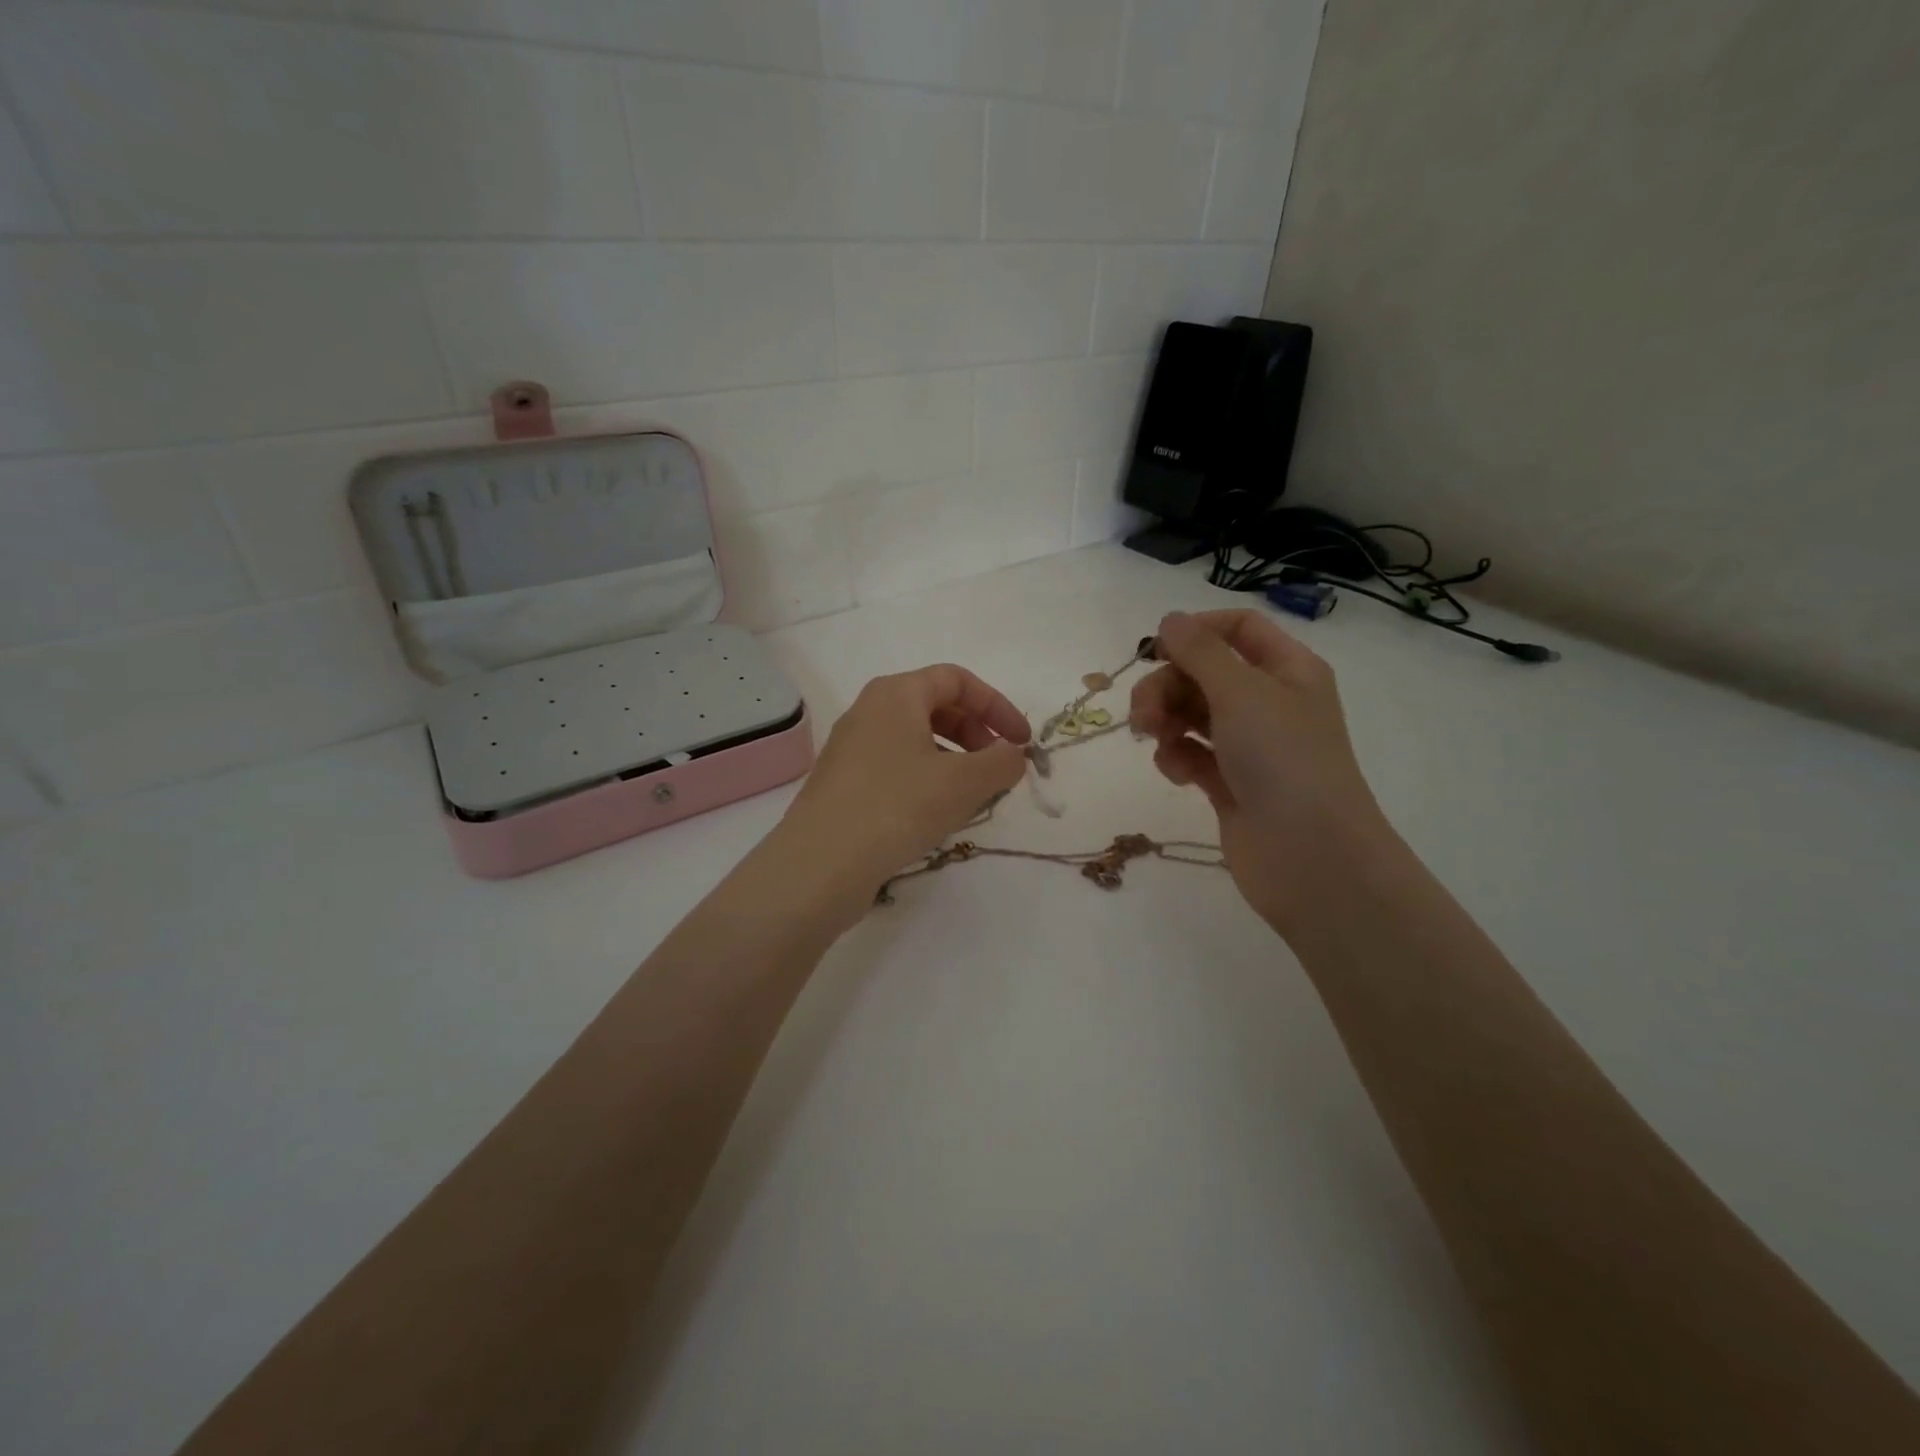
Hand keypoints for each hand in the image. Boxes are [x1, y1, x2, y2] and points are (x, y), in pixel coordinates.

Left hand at [773, 664, 1030, 911]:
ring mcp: (851, 748)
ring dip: (954, 759)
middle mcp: (869, 711)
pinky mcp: (843, 783)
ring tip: (973, 795)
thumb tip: (1013, 755)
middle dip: (976, 733)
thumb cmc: (897, 806)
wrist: (821, 864)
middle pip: (935, 706)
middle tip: (998, 768)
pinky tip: (937, 814)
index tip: (1021, 742)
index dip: (996, 706)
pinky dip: (926, 779)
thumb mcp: (963, 783)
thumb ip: (1001, 762)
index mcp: (895, 694)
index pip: (956, 680)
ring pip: (915, 739)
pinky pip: (896, 766)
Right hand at [1131, 609, 1391, 932]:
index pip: (1239, 628)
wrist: (1309, 855)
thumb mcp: (1240, 691)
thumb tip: (1170, 619)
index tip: (1158, 649)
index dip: (1196, 630)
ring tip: (1153, 738)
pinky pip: (1192, 754)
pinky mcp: (1230, 783)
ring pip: (1192, 714)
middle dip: (1167, 685)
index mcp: (1288, 670)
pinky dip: (1176, 757)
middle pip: (1204, 673)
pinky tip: (1174, 772)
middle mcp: (1270, 702)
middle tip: (1143, 712)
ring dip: (1165, 719)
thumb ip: (1199, 651)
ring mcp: (1249, 746)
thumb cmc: (1282, 758)